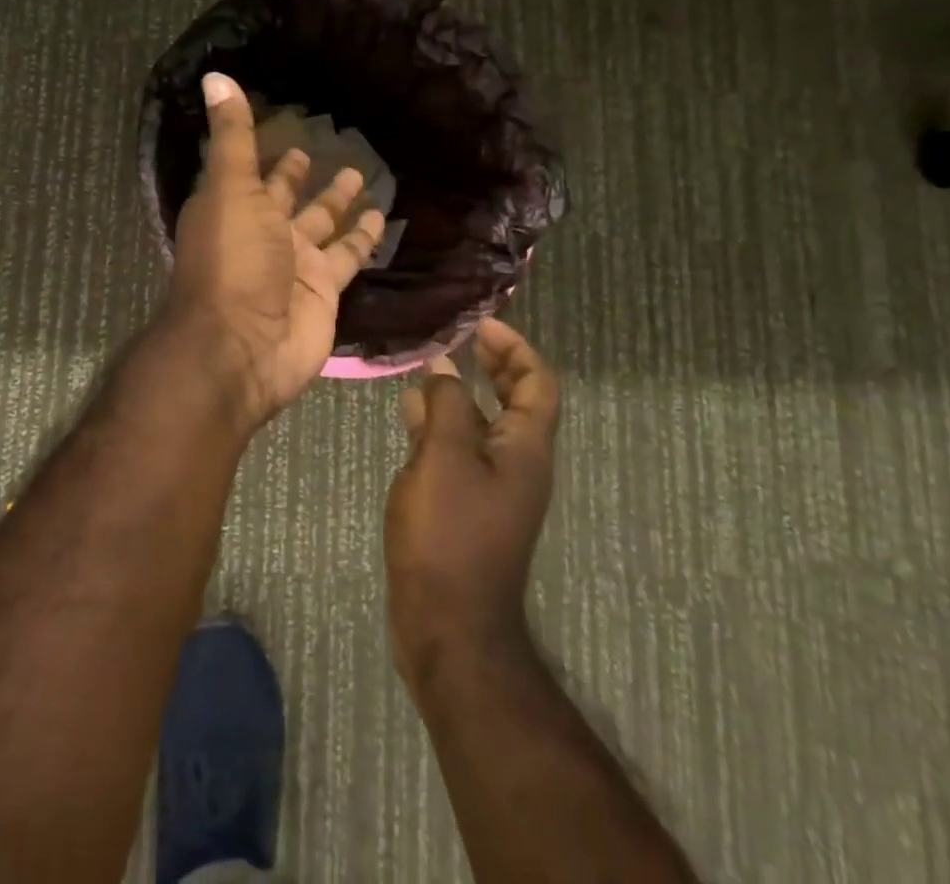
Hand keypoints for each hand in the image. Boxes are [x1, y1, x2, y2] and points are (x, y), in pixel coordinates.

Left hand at [164, 72, 385, 427]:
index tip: (285, 129)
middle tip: (328, 150)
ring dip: (340, 203)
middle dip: (302, 176)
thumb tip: (214, 75)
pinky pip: (349, 256)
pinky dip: (364, 239)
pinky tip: (383, 217)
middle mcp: (263, 233)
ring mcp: (295, 263)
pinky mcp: (325, 289)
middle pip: (287, 198)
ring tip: (364, 175)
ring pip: (323, 225)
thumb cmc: (231, 259)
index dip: (267, 152)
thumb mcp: (230, 187)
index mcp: (234, 207)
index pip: (253, 172)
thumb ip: (232, 135)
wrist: (242, 345)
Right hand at [384, 318, 559, 686]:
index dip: (515, 348)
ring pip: (484, 424)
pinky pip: (461, 450)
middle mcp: (517, 464)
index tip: (480, 324)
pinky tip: (411, 417)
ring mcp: (493, 489)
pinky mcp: (467, 507)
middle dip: (492, 364)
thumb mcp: (444, 457)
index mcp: (525, 449)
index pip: (538, 383)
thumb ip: (446, 405)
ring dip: (462, 392)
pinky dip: (441, 425)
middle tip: (459, 337)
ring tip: (426, 369)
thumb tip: (442, 370)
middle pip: (516, 400)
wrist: (448, 625)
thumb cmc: (450, 535)